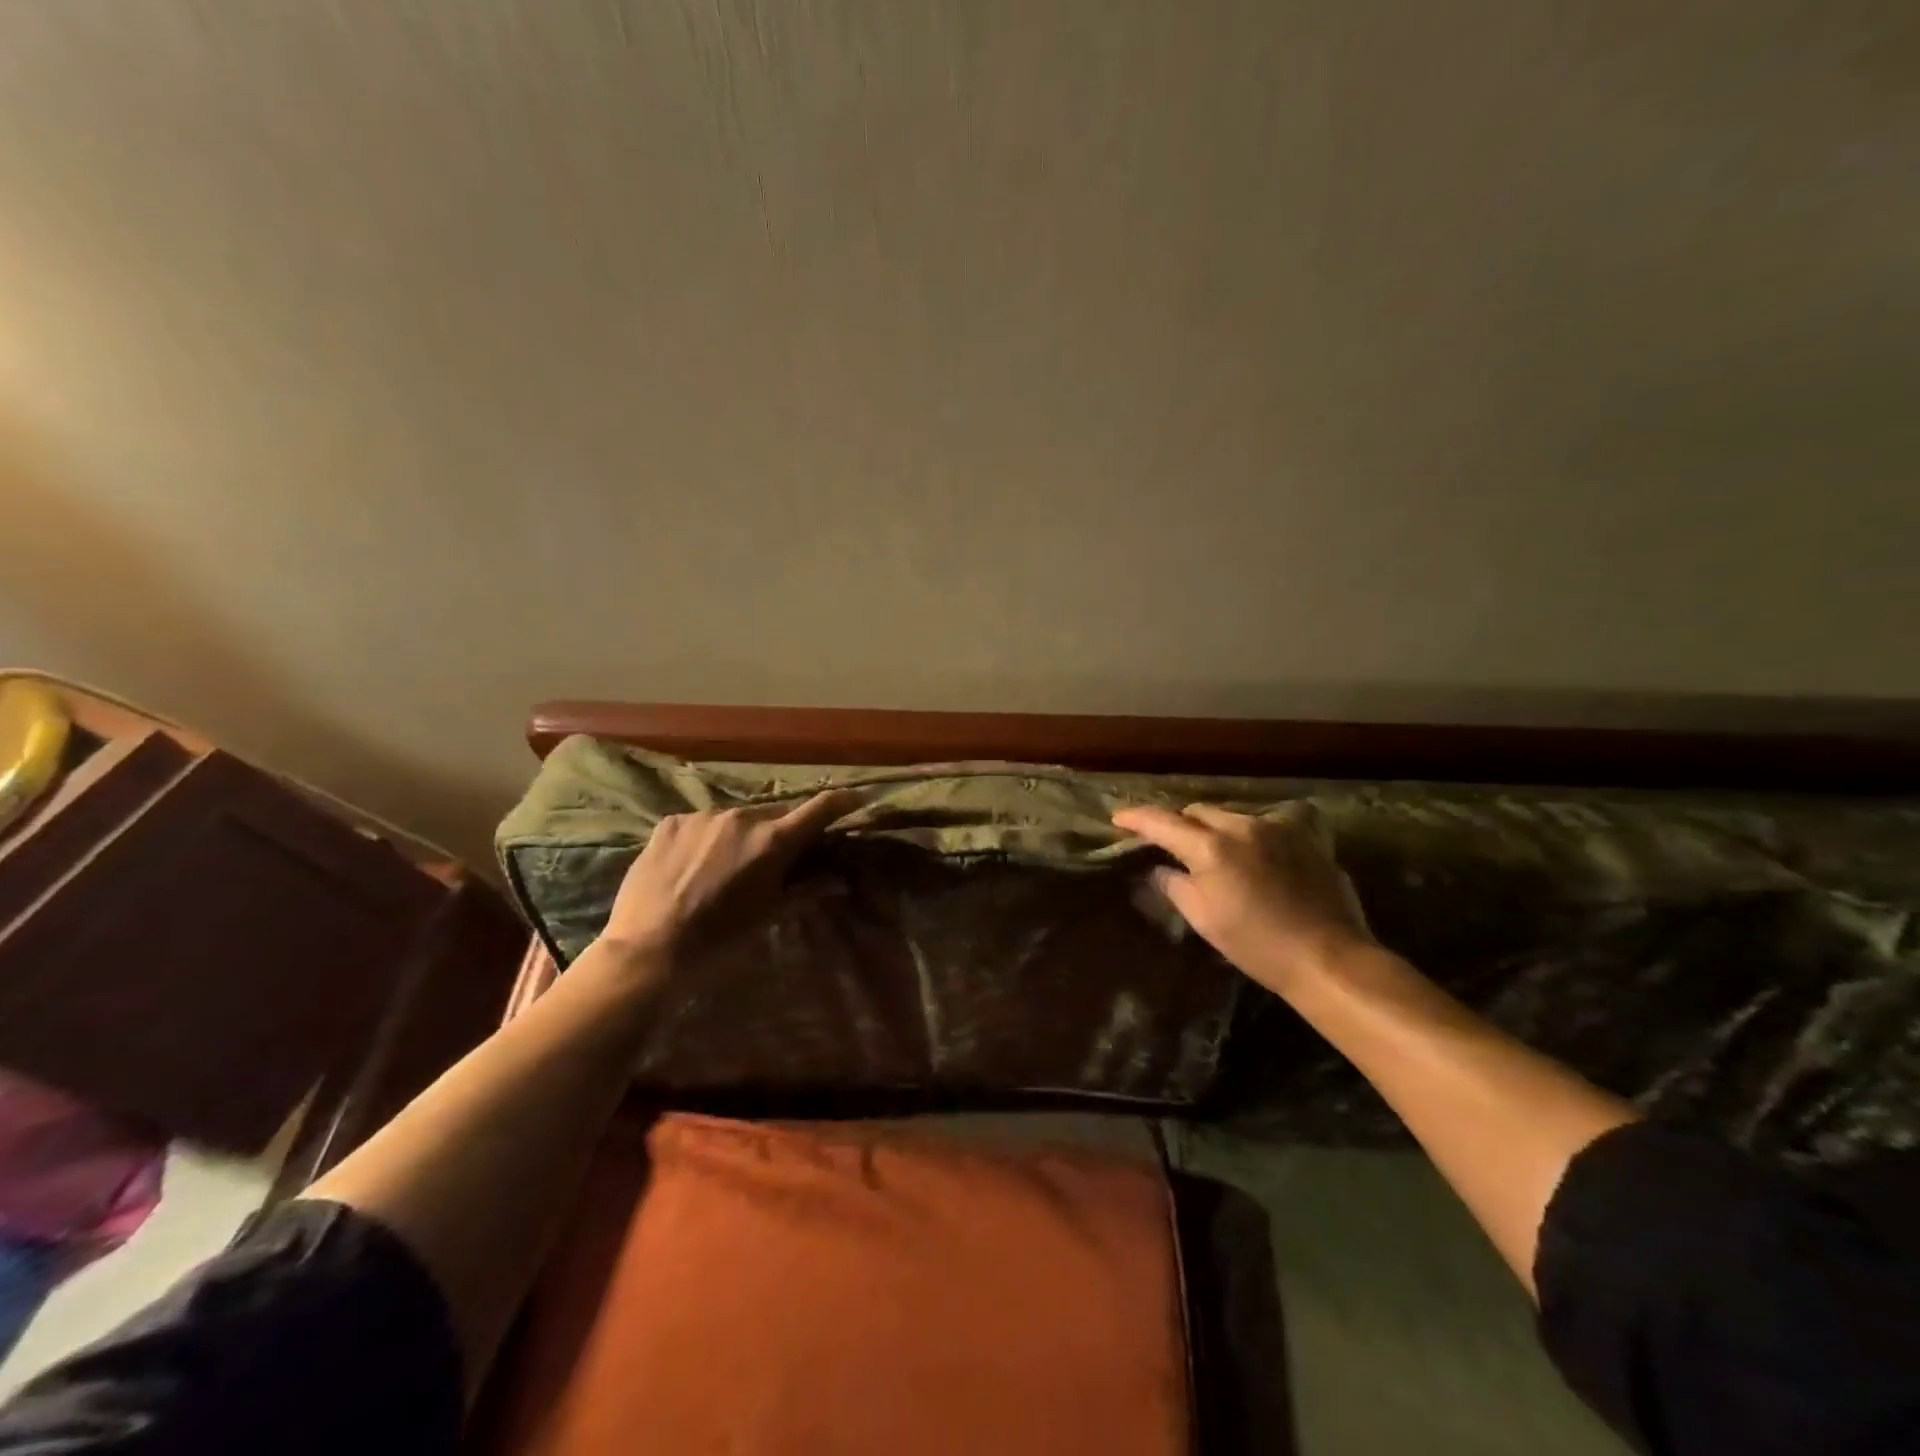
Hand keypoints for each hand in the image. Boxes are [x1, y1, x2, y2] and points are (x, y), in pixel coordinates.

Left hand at [599, 789, 861, 963]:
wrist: (649, 948)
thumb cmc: (720, 937)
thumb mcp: (769, 914)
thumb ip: (808, 890)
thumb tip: (841, 881)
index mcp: (772, 841)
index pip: (818, 808)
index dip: (841, 801)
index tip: (855, 798)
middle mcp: (741, 818)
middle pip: (775, 814)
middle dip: (781, 829)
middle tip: (775, 855)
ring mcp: (703, 816)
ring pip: (736, 818)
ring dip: (741, 834)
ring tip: (726, 865)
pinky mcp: (671, 822)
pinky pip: (701, 823)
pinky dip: (706, 837)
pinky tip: (693, 864)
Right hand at [1111, 801, 1374, 996]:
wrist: (1329, 958)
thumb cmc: (1257, 945)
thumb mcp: (1204, 919)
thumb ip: (1174, 885)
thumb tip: (1157, 869)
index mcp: (1212, 847)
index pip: (1163, 822)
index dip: (1137, 818)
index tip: (1118, 817)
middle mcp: (1243, 826)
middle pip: (1198, 811)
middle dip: (1179, 823)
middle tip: (1168, 842)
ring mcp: (1277, 827)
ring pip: (1231, 815)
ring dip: (1214, 828)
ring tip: (1212, 851)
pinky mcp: (1304, 837)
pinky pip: (1264, 825)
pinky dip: (1247, 836)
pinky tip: (1252, 857)